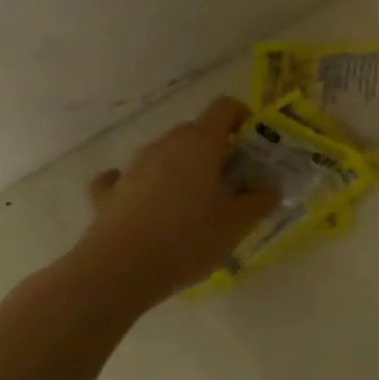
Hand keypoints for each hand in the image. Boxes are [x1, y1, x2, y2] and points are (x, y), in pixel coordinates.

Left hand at [73, 96, 278, 308]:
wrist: (117, 272)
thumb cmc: (187, 240)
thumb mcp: (237, 225)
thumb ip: (260, 201)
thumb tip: (271, 188)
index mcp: (200, 144)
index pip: (224, 108)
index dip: (242, 118)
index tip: (252, 145)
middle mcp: (165, 145)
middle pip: (195, 132)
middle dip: (215, 150)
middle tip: (231, 182)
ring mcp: (132, 167)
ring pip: (164, 154)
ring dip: (181, 168)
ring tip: (194, 203)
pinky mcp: (107, 193)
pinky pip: (125, 178)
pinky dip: (139, 185)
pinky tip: (146, 204)